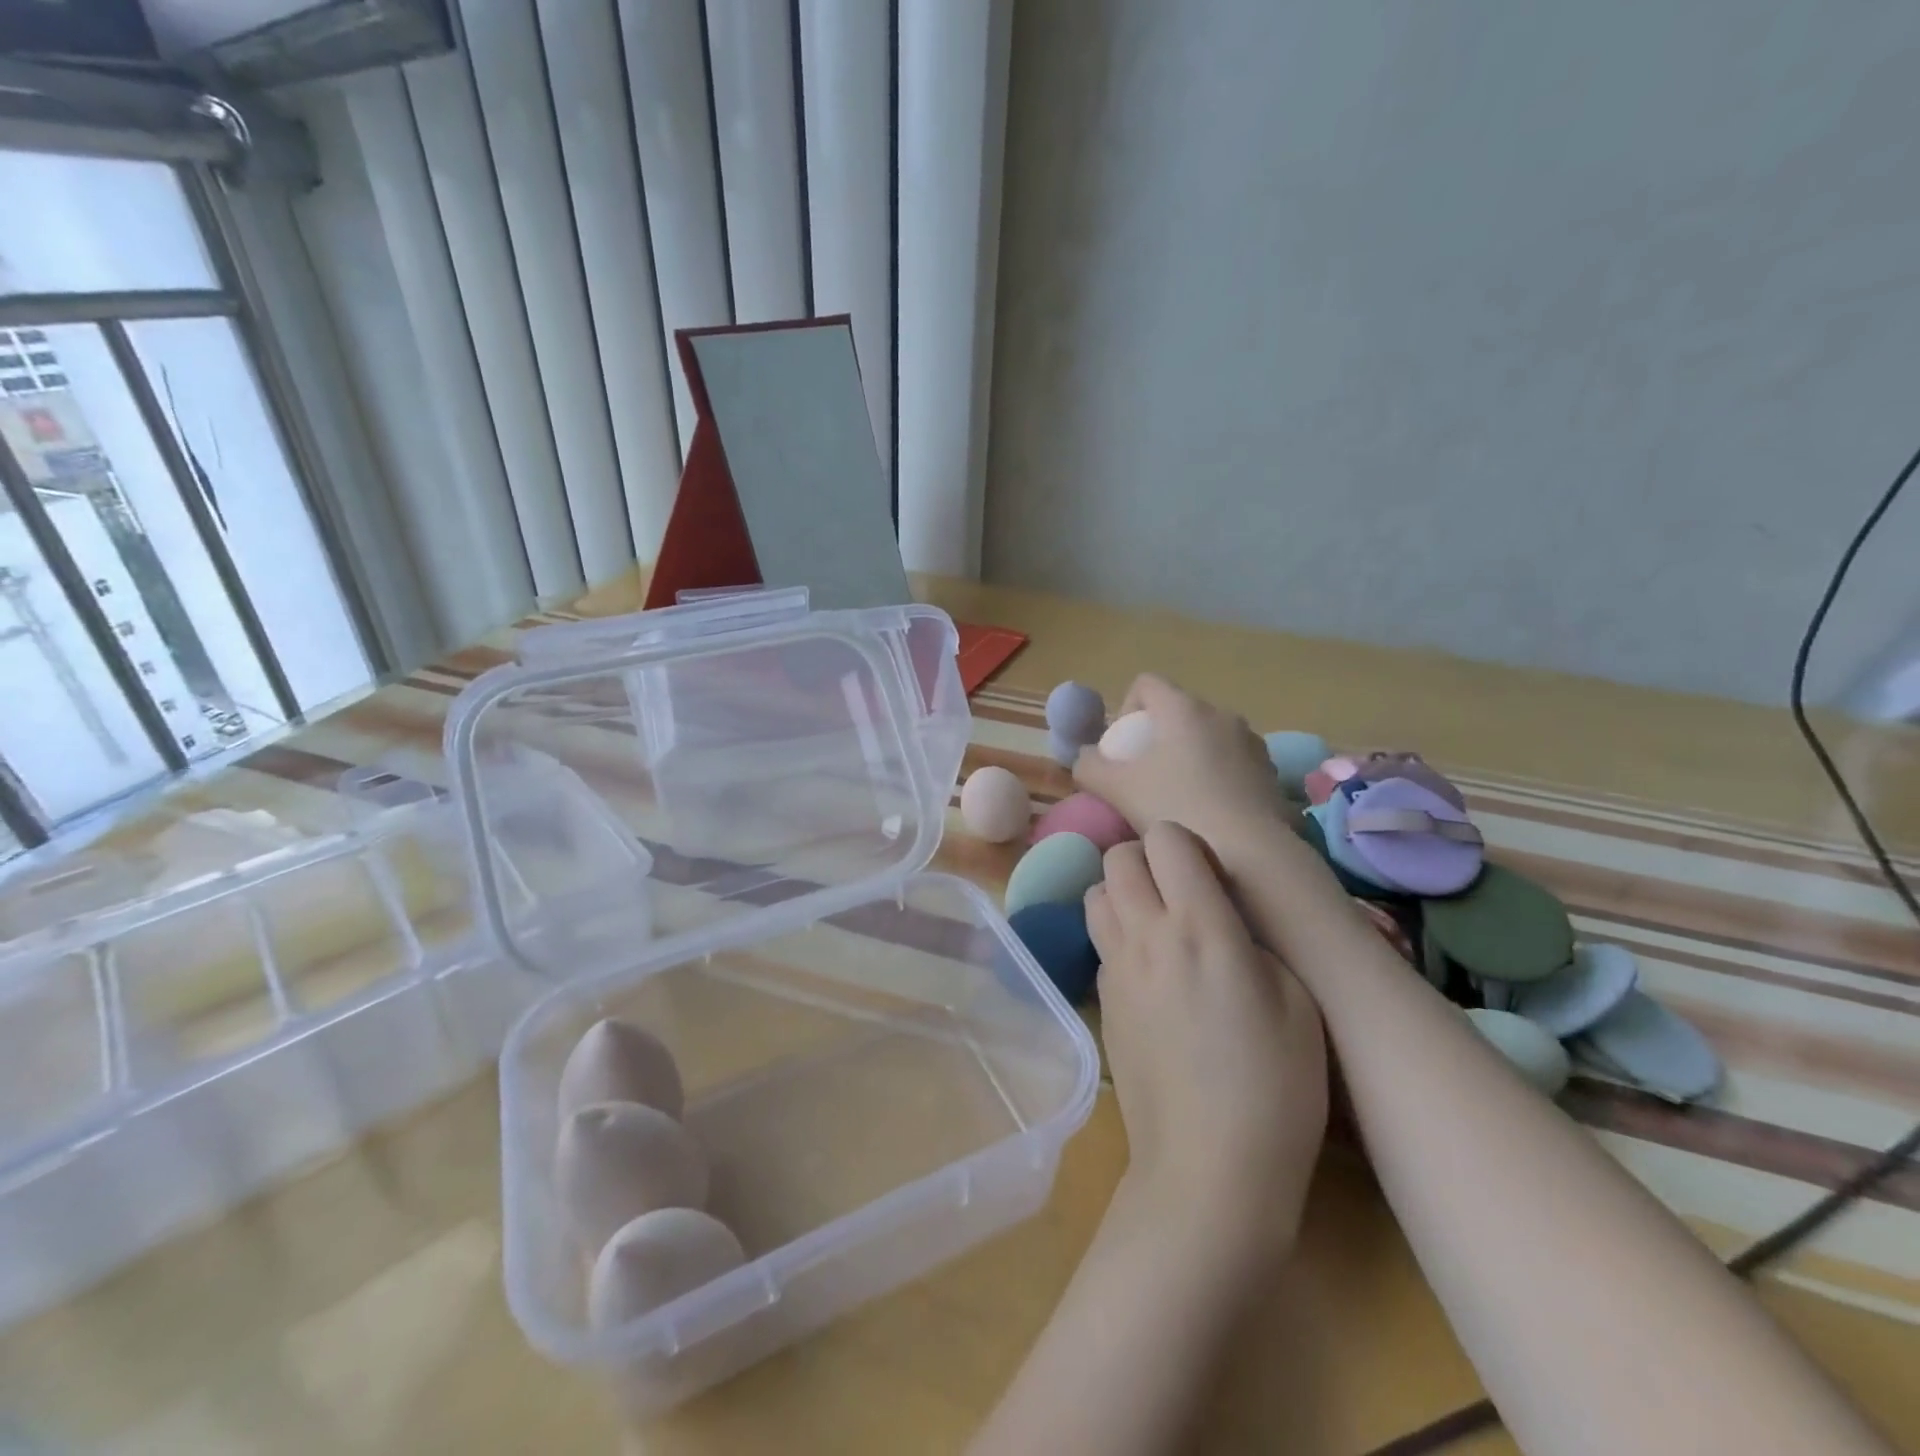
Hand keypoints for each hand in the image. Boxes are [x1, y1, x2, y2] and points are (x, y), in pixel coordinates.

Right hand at [1073, 674, 1292, 857]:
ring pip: (1207, 737)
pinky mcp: (1270, 771)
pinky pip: (1232, 762)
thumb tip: (1085, 758)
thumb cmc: (1176, 809)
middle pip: (1178, 711)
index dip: (1126, 708)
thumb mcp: (1115, 789)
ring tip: (1177, 798)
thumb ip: (1089, 766)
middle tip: (1143, 777)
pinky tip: (1208, 813)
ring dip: (1189, 757)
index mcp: (1183, 708)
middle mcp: (1221, 714)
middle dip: (1157, 737)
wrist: (1248, 853)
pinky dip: (1216, 777)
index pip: (1146, 683)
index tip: (1123, 748)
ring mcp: (1252, 741)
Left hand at [1087, 822, 1328, 1261]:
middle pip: (1117, 856)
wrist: (1207, 1166)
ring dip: (1122, 894)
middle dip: (1146, 860)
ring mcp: (1114, 967)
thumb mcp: (1296, 1003)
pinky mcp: (1101, 999)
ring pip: (1095, 893)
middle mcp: (1145, 934)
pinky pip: (1099, 941)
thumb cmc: (1273, 1087)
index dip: (1188, 845)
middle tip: (1181, 894)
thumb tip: (1221, 918)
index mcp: (1200, 926)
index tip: (1211, 876)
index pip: (1166, 838)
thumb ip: (1252, 941)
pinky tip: (1150, 974)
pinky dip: (1118, 936)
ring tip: (1158, 925)